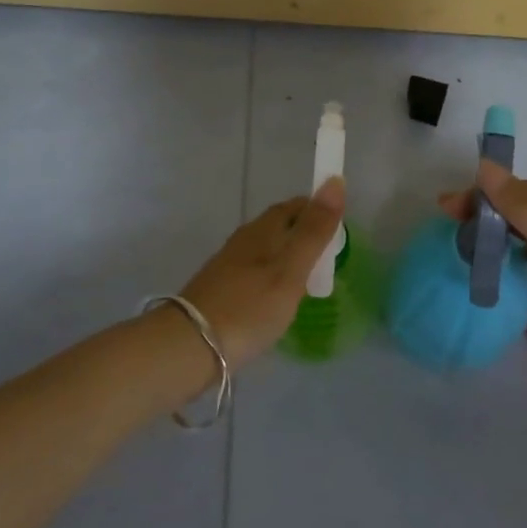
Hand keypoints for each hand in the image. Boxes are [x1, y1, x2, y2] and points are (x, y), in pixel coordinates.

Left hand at [180, 178, 346, 363]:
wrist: (189, 347)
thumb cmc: (248, 307)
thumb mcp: (290, 270)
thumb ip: (314, 231)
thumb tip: (335, 180)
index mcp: (261, 231)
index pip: (293, 206)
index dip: (316, 210)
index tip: (338, 226)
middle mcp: (242, 242)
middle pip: (277, 227)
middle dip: (303, 233)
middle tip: (328, 255)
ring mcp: (227, 267)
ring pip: (264, 251)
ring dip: (287, 256)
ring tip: (308, 278)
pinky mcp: (219, 291)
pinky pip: (253, 273)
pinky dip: (271, 278)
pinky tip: (277, 299)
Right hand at [441, 162, 526, 405]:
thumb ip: (526, 209)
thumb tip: (486, 166)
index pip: (522, 191)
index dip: (483, 194)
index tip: (446, 208)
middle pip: (526, 211)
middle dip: (488, 212)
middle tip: (449, 226)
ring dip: (500, 233)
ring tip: (468, 243)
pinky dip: (518, 258)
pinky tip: (505, 266)